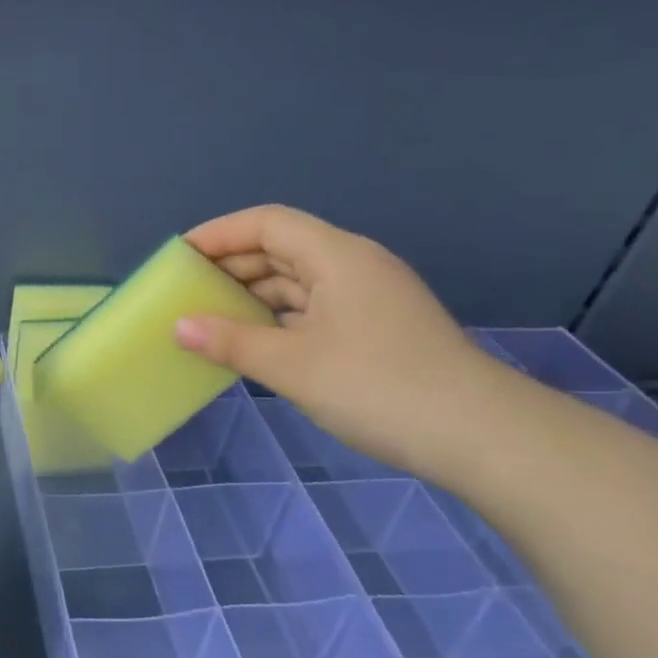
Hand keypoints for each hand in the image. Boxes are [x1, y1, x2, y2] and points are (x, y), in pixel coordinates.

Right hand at [175, 205, 515, 479]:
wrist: (478, 435)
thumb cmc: (377, 387)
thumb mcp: (293, 365)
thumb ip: (231, 342)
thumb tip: (179, 327)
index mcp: (336, 255)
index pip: (267, 222)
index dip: (219, 233)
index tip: (180, 257)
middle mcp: (354, 265)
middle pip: (282, 247)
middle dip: (232, 264)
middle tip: (187, 290)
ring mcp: (369, 297)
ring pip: (299, 280)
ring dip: (255, 294)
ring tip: (211, 316)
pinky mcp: (377, 327)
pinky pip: (315, 308)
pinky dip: (280, 317)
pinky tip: (256, 341)